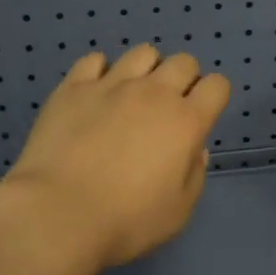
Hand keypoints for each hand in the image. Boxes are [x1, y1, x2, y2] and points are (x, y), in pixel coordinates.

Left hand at [0, 46, 231, 270]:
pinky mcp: (74, 87)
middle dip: (184, 79)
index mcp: (186, 121)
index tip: (200, 117)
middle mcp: (154, 93)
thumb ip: (194, 175)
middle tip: (167, 109)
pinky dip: (101, 71)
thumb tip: (194, 149)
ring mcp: (112, 85)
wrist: (58, 214)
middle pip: (183, 62)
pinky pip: (94, 60)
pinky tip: (96, 94)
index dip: (213, 98)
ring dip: (146, 70)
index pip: (217, 86)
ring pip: (142, 53)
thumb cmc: (127, 221)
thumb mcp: (179, 211)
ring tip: (132, 96)